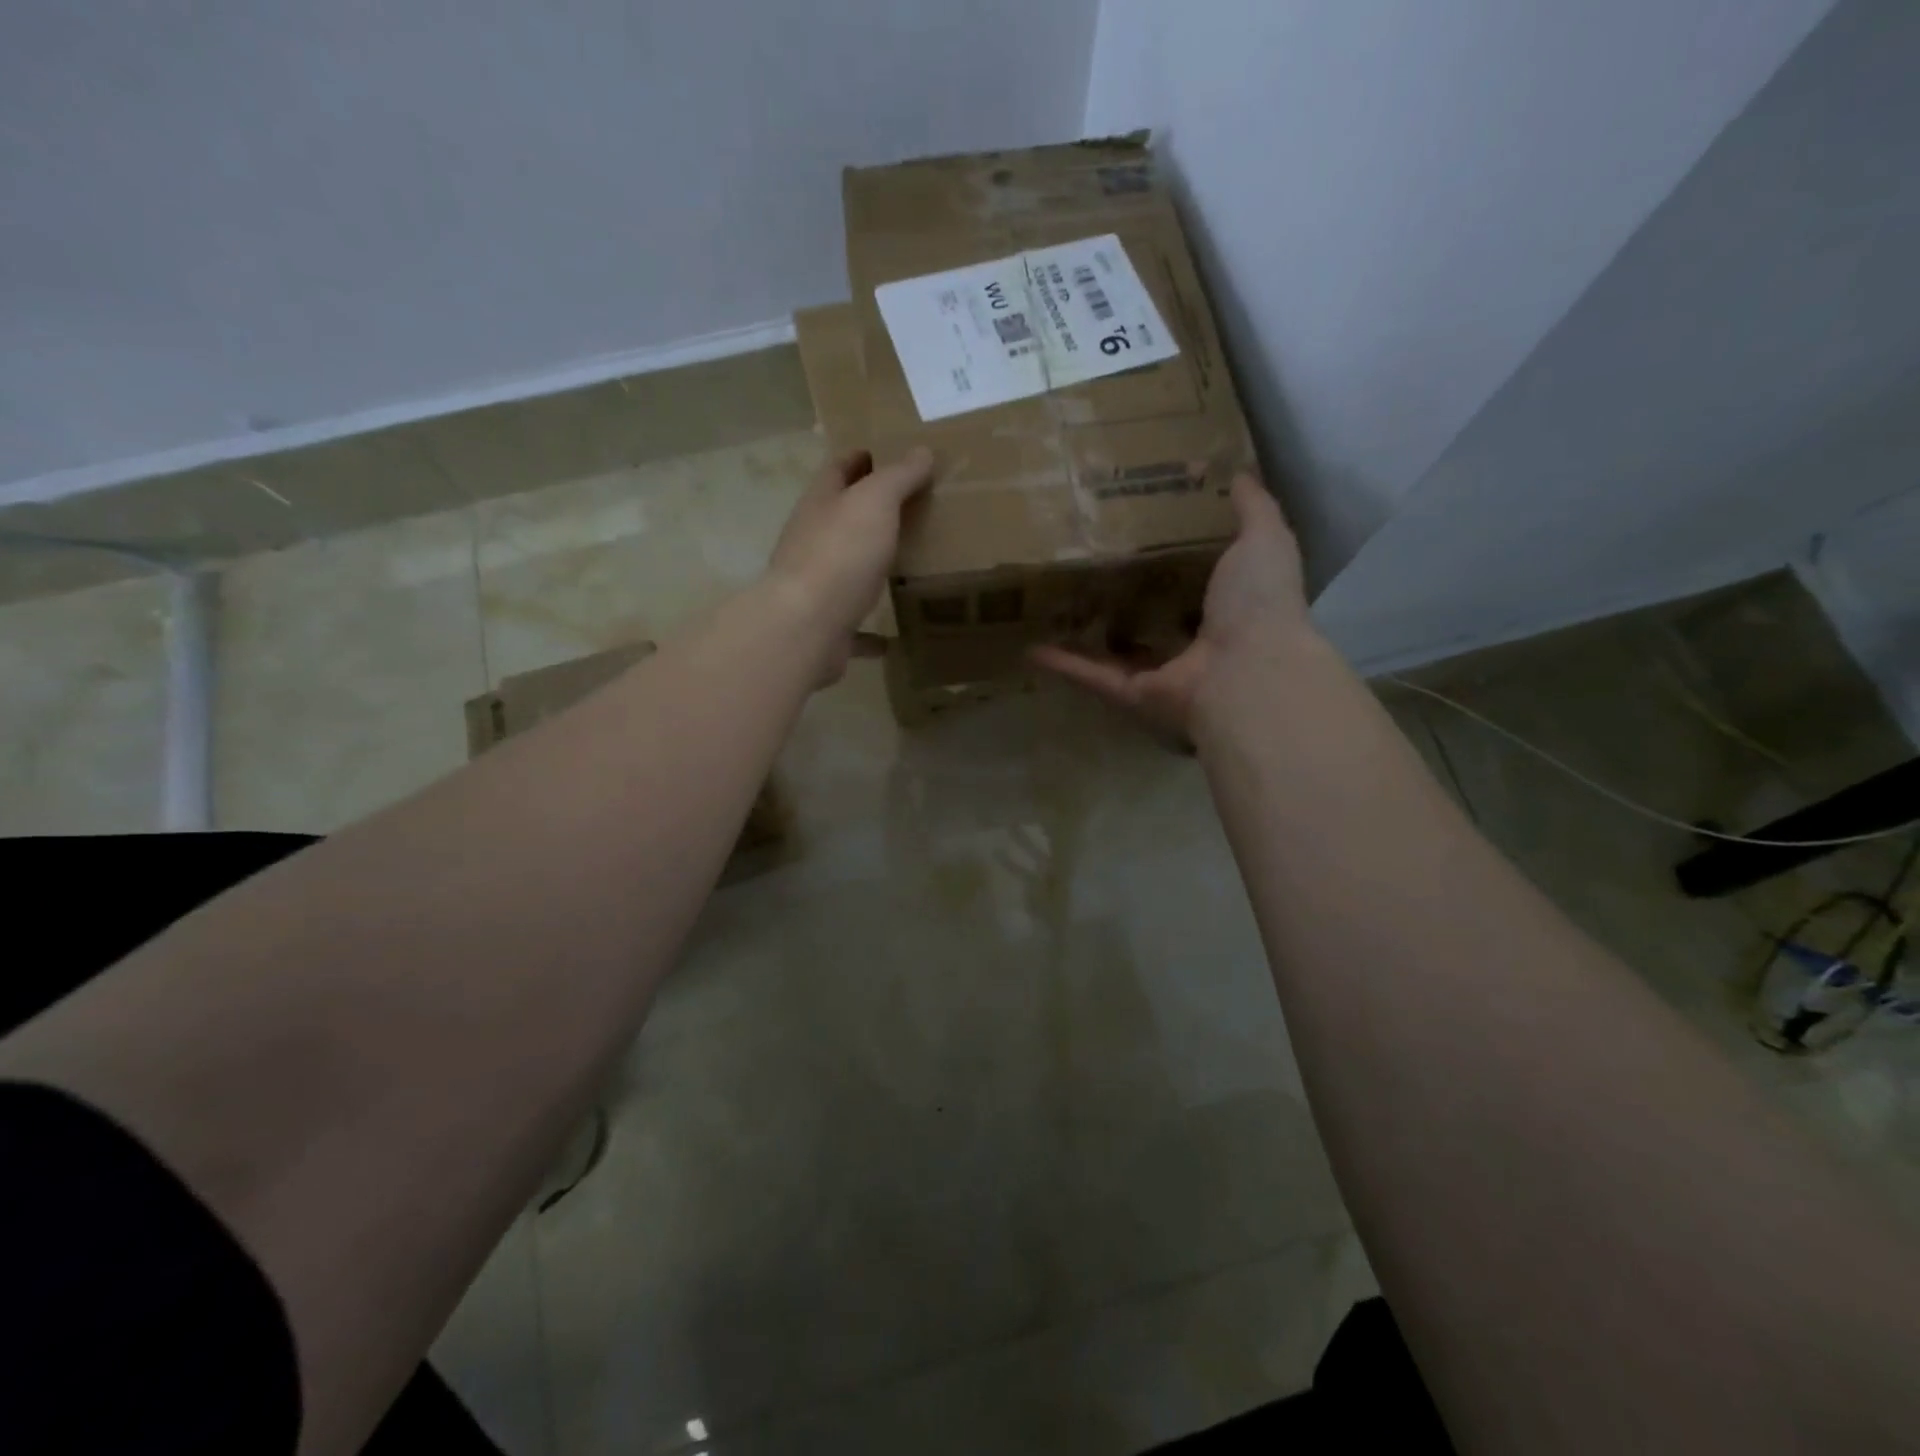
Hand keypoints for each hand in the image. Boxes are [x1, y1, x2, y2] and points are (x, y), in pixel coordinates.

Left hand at [765, 447, 935, 681]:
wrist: (807, 627)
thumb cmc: (840, 553)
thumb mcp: (875, 502)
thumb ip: (898, 477)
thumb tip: (921, 451)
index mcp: (819, 505)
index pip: (837, 470)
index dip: (860, 459)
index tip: (886, 455)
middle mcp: (811, 542)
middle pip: (840, 520)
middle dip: (867, 513)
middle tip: (909, 510)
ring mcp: (816, 587)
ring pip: (845, 571)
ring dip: (868, 568)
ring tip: (903, 567)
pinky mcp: (826, 627)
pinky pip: (853, 628)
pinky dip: (870, 632)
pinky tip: (891, 638)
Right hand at [1030, 474, 1312, 740]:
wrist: (1247, 672)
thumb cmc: (1258, 603)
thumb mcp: (1264, 540)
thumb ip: (1253, 509)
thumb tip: (1241, 472)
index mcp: (1227, 608)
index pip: (1195, 585)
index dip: (1170, 563)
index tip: (1140, 535)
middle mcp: (1192, 645)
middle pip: (1150, 620)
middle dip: (1123, 601)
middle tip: (1087, 570)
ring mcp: (1161, 674)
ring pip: (1115, 653)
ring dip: (1087, 637)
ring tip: (1054, 610)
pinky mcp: (1132, 695)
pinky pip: (1092, 677)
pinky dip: (1064, 666)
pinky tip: (1032, 649)